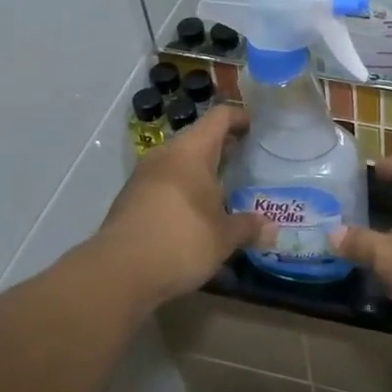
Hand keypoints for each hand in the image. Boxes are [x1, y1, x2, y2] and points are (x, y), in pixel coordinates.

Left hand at [96, 107, 262, 305]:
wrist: (117, 273)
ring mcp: (143, 177)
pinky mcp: (130, 201)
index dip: (240, 117)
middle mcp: (165, 156)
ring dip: (201, 173)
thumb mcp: (223, 237)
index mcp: (191, 151)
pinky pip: (164, 185)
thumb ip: (249, 228)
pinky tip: (196, 215)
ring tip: (225, 191)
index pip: (219, 117)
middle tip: (247, 162)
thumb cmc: (181, 241)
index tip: (256, 127)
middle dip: (223, 149)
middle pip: (198, 139)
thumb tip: (273, 229)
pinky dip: (183, 191)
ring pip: (179, 163)